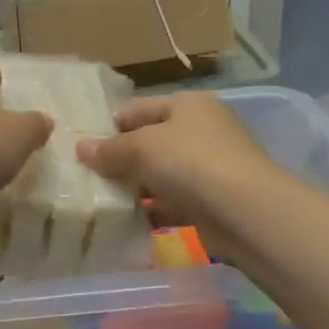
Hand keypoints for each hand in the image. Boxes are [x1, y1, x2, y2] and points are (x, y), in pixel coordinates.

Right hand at [76, 92, 282, 252]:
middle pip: (151, 142)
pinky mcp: (214, 202)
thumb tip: (81, 149)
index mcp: (188, 105)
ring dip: (136, 188)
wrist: (246, 212)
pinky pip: (175, 203)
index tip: (83, 147)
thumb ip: (110, 150)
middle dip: (122, 159)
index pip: (139, 108)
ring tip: (102, 202)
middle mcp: (201, 130)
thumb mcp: (142, 148)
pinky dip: (155, 211)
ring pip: (162, 174)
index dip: (110, 125)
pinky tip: (129, 223)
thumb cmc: (191, 162)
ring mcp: (211, 168)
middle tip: (88, 177)